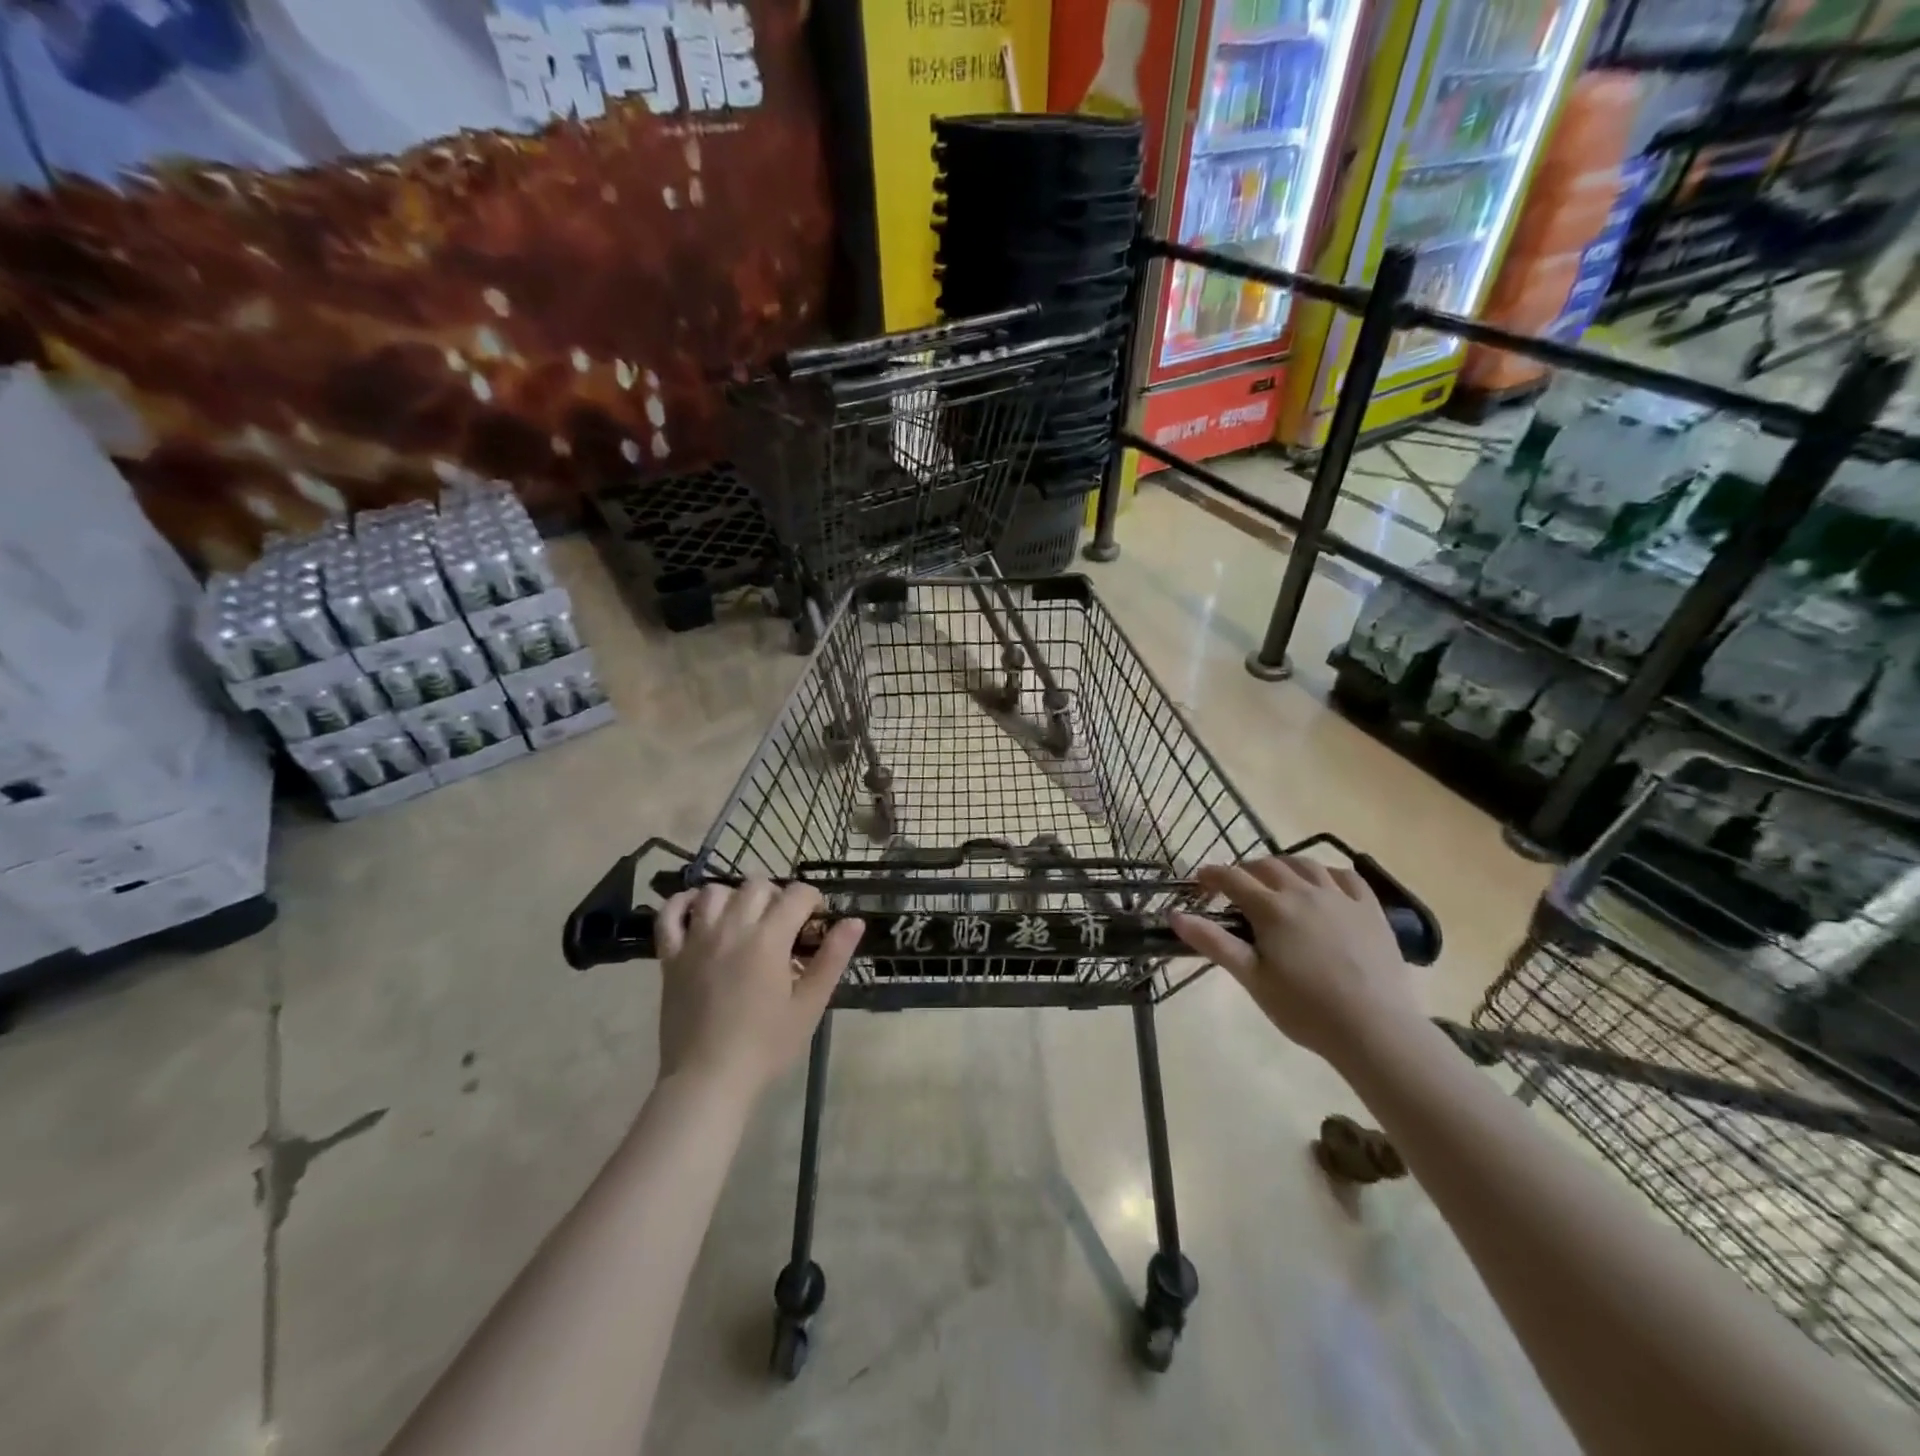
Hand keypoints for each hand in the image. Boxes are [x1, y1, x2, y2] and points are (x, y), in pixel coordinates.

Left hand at [655, 880, 863, 1095]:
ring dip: (734, 897)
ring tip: (744, 920)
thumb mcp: (809, 1004)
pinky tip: (697, 912)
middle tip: (783, 926)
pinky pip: (669, 915)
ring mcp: (696, 940)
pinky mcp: (671, 957)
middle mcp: (732, 928)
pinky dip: (682, 904)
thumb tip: (855, 921)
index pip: (796, 894)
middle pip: (757, 885)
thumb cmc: (766, 1046)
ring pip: (714, 891)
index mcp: (768, 939)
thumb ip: (832, 958)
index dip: (812, 901)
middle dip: (776, 896)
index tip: (814, 922)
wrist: (708, 1080)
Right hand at [1169, 856, 1419, 1064]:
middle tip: (1235, 887)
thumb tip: (1175, 915)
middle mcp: (1303, 892)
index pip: (1233, 878)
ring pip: (1306, 864)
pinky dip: (1328, 874)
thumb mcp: (1252, 978)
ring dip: (1284, 865)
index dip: (1212, 875)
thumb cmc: (1304, 1008)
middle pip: (1268, 866)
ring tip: (1277, 879)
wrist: (1374, 1029)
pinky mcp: (1371, 910)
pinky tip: (1324, 884)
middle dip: (1246, 870)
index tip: (1200, 880)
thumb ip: (1213, 942)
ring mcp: (1341, 897)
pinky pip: (1347, 877)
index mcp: (1271, 909)